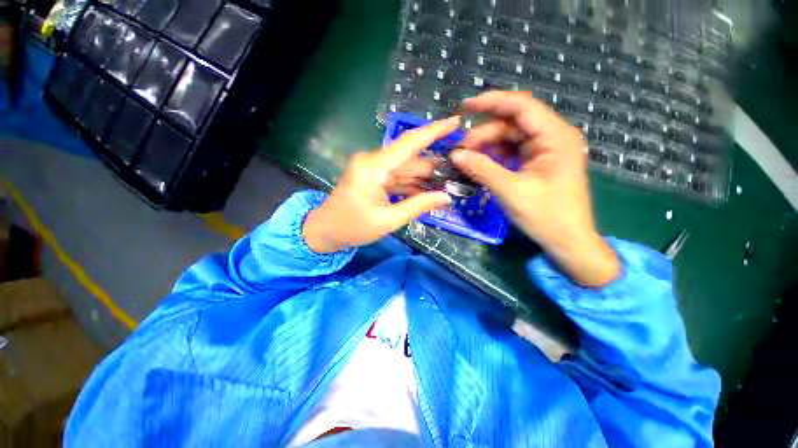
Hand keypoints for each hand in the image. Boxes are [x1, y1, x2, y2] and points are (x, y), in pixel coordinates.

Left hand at [303, 117, 458, 252]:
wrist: (325, 231)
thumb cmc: (353, 228)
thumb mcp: (388, 221)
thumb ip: (418, 206)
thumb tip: (446, 197)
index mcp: (374, 168)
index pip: (409, 143)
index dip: (434, 131)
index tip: (456, 121)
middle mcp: (373, 161)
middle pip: (410, 159)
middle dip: (433, 167)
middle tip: (458, 173)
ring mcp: (372, 168)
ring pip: (405, 169)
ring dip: (424, 178)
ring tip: (447, 185)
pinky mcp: (373, 175)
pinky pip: (397, 176)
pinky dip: (412, 184)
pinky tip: (428, 192)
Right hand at [452, 91, 619, 287]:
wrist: (568, 241)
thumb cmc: (546, 216)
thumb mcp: (510, 191)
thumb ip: (482, 169)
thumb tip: (455, 155)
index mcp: (555, 137)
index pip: (521, 106)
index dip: (491, 102)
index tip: (464, 107)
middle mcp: (553, 137)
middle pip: (512, 123)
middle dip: (484, 133)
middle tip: (460, 151)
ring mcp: (546, 150)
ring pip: (510, 137)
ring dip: (487, 146)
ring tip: (466, 160)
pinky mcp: (539, 162)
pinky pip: (513, 151)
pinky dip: (495, 156)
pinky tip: (480, 165)